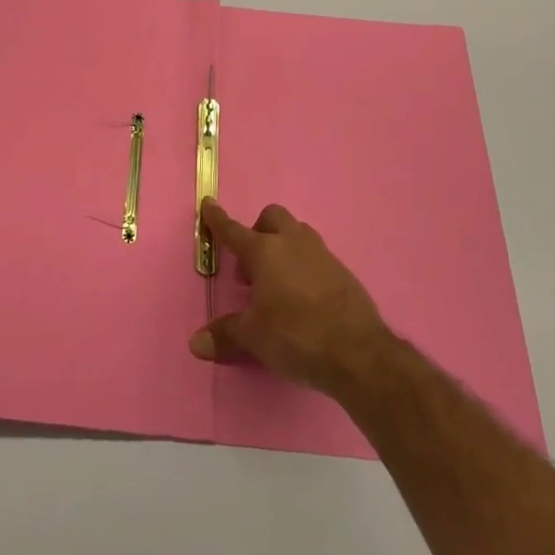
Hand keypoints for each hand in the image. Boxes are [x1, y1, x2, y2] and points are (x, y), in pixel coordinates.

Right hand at [188, 200, 391, 398]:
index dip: (217, 218)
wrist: (357, 351)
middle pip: (272, 218)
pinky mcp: (343, 271)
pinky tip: (302, 297)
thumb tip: (196, 343)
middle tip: (251, 267)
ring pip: (297, 233)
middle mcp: (293, 243)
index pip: (233, 230)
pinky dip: (303, 265)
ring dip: (283, 246)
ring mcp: (321, 254)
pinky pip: (316, 256)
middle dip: (258, 231)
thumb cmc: (296, 335)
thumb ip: (225, 335)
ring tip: (276, 281)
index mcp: (265, 252)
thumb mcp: (254, 337)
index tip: (209, 203)